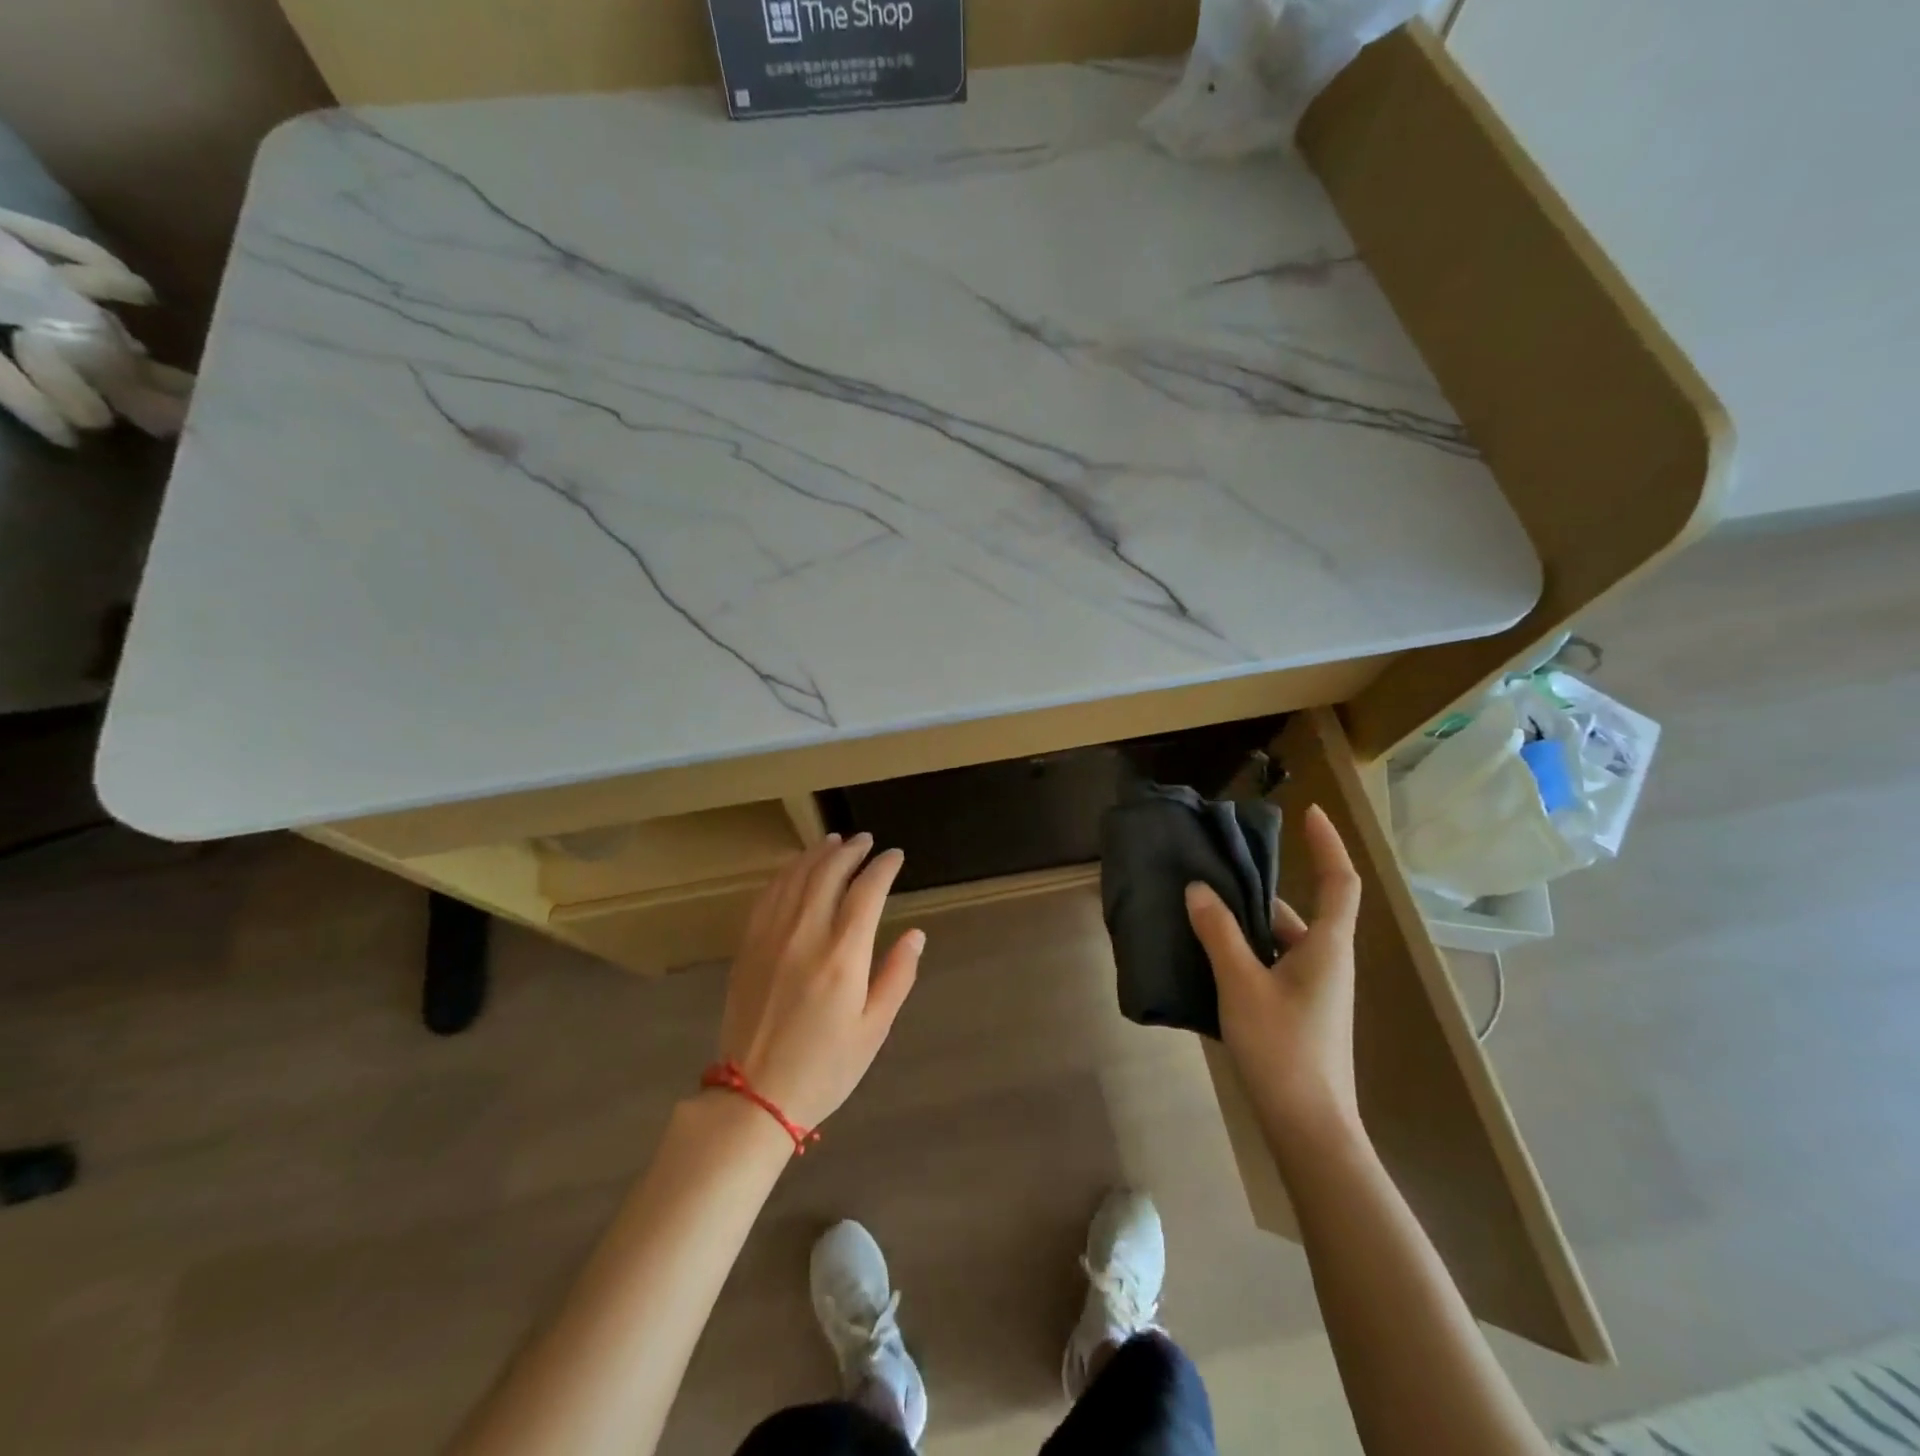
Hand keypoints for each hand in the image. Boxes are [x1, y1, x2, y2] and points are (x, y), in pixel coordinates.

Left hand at [717, 832, 922, 1129]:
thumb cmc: (825, 1068)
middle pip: (828, 873)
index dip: (883, 867)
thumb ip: (897, 976)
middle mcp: (805, 935)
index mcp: (842, 957)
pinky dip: (785, 873)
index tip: (895, 856)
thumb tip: (916, 934)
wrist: (754, 1097)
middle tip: (866, 840)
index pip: (866, 891)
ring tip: (834, 841)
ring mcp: (771, 937)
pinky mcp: (748, 946)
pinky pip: (767, 895)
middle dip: (851, 851)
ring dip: (817, 854)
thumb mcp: (874, 1030)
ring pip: (795, 877)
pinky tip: (795, 867)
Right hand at [1186, 804, 1362, 1146]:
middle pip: (1295, 911)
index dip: (1328, 844)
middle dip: (1257, 889)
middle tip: (1213, 870)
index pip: (1339, 882)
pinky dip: (1242, 953)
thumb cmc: (1283, 1049)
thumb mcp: (1242, 985)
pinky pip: (1270, 965)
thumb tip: (1198, 890)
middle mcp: (1326, 962)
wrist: (1308, 1127)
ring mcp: (1313, 990)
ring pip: (1278, 941)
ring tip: (1196, 910)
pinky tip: (1206, 957)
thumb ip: (1219, 933)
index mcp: (1327, 947)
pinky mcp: (1297, 1011)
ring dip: (1243, 925)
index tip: (1307, 812)